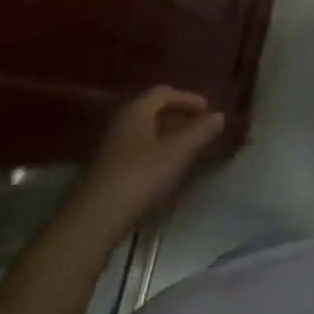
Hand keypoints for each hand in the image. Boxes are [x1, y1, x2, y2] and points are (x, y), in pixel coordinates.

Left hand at [76, 87, 226, 232]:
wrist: (93, 221)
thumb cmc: (139, 178)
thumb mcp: (178, 153)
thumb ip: (201, 131)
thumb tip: (219, 116)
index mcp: (136, 111)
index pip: (164, 92)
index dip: (188, 98)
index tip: (208, 111)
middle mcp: (121, 123)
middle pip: (153, 110)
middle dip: (179, 116)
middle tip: (201, 128)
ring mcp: (112, 147)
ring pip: (146, 132)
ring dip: (169, 136)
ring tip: (188, 150)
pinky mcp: (108, 170)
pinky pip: (138, 150)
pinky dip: (157, 152)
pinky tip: (166, 171)